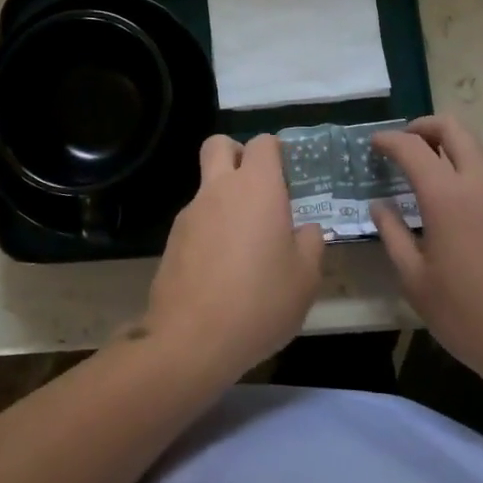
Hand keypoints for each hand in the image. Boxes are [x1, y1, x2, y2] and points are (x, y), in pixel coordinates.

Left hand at [141, 135, 324, 382]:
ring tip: (244, 242)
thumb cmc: (260, 301)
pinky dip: (209, 229)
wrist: (192, 339)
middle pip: (219, 145)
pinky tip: (222, 268)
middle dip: (237, 154)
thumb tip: (306, 229)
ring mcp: (190, 212)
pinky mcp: (172, 239)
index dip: (275, 152)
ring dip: (223, 197)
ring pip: (206, 184)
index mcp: (257, 187)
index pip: (262, 143)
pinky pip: (195, 218)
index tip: (287, 176)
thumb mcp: (305, 278)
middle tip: (258, 188)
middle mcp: (220, 188)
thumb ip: (310, 244)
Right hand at [373, 115, 482, 395]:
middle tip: (409, 143)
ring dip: (456, 170)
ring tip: (444, 214)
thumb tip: (380, 205)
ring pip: (481, 165)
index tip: (376, 144)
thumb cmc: (472, 320)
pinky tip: (482, 245)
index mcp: (448, 197)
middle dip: (426, 127)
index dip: (389, 140)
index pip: (412, 148)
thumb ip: (393, 235)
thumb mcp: (417, 283)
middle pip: (455, 129)